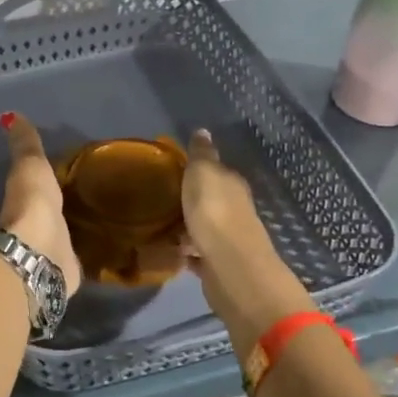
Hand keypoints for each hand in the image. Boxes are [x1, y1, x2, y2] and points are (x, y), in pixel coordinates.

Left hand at [0, 113, 81, 296]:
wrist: (40, 252)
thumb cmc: (33, 204)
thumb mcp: (30, 165)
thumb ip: (24, 144)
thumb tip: (8, 114)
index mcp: (25, 200)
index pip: (35, 186)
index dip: (46, 181)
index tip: (66, 172)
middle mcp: (36, 225)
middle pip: (50, 213)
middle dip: (62, 208)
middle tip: (87, 196)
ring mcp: (50, 250)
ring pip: (62, 236)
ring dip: (72, 231)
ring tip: (99, 220)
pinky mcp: (67, 270)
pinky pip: (78, 256)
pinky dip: (85, 252)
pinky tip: (102, 247)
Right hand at [181, 129, 313, 358]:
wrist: (229, 265)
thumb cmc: (214, 212)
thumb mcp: (203, 173)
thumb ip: (202, 155)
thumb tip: (203, 131)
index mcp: (233, 185)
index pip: (218, 172)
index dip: (199, 171)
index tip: (176, 172)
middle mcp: (236, 210)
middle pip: (212, 201)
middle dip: (192, 201)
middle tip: (163, 200)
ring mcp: (228, 240)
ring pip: (204, 228)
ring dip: (188, 227)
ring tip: (161, 226)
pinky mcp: (218, 265)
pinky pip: (198, 253)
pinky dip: (187, 252)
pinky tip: (171, 251)